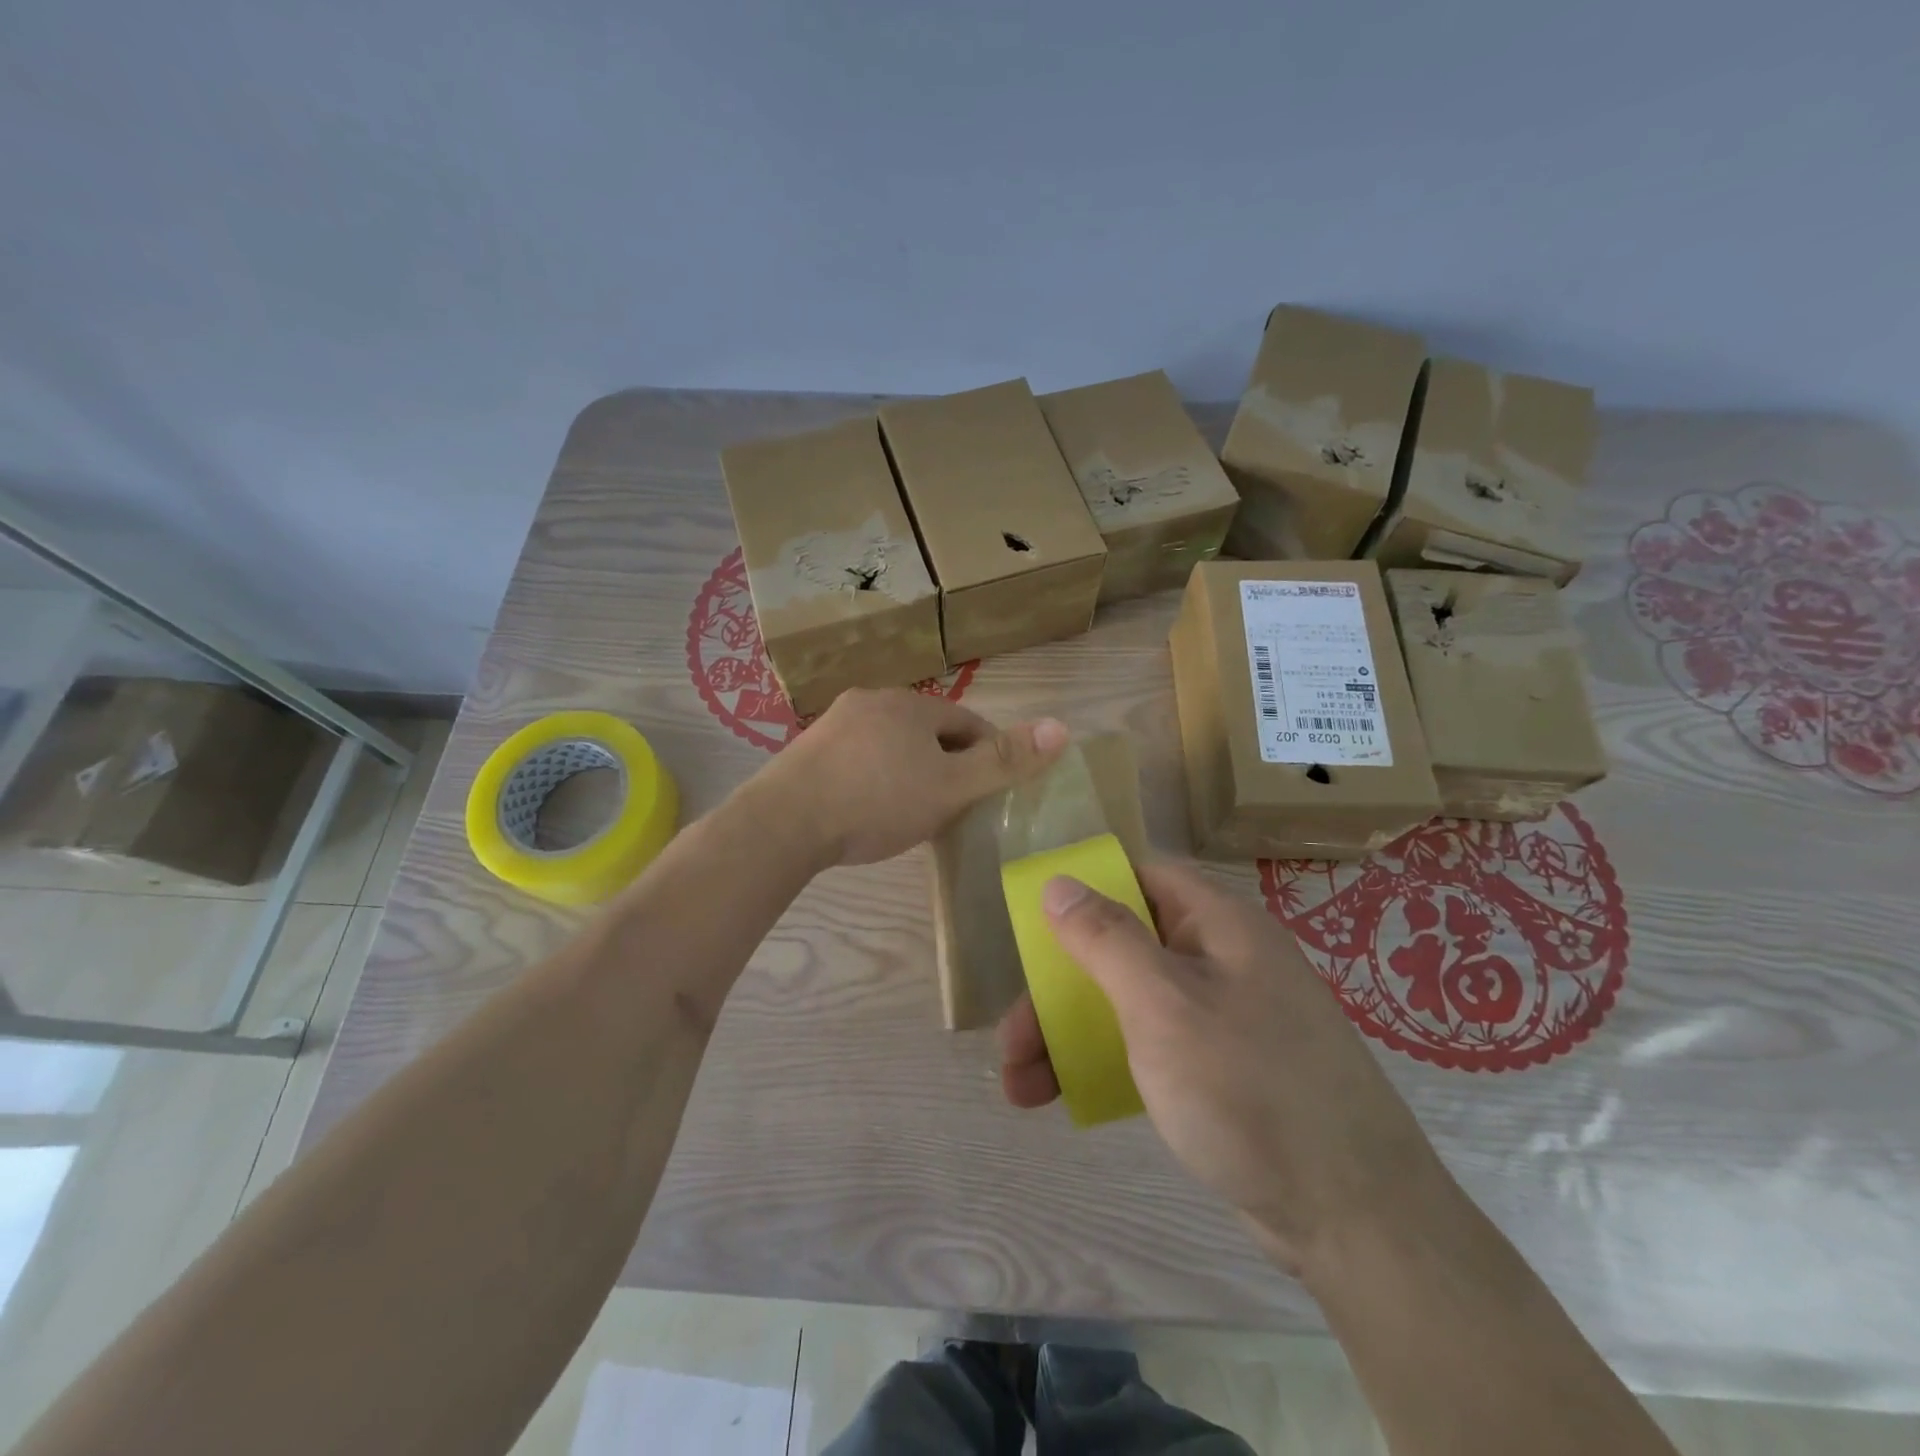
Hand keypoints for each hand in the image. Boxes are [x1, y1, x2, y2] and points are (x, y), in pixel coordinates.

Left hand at [755, 688, 1068, 866]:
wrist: (783, 822)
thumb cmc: (877, 801)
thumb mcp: (951, 786)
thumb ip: (1005, 761)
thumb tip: (1062, 726)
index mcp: (912, 705)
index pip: (968, 723)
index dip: (988, 754)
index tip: (993, 790)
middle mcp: (874, 701)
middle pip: (929, 731)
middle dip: (948, 762)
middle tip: (955, 806)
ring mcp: (836, 723)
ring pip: (891, 744)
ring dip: (910, 769)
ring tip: (914, 811)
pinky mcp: (808, 750)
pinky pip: (859, 758)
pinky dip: (875, 777)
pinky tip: (869, 808)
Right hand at [997, 861, 1458, 1277]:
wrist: (1355, 1220)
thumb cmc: (1248, 1089)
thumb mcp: (1163, 1005)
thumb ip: (1106, 939)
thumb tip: (1059, 882)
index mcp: (1218, 924)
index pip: (1141, 877)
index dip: (1086, 890)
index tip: (1035, 925)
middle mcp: (1221, 960)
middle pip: (1123, 948)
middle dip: (1058, 990)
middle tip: (1011, 1040)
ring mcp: (1223, 1018)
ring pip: (1128, 1003)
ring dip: (1069, 1035)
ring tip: (1019, 1087)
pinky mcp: (1221, 1072)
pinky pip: (1149, 1047)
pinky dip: (1106, 1063)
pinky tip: (1068, 1098)